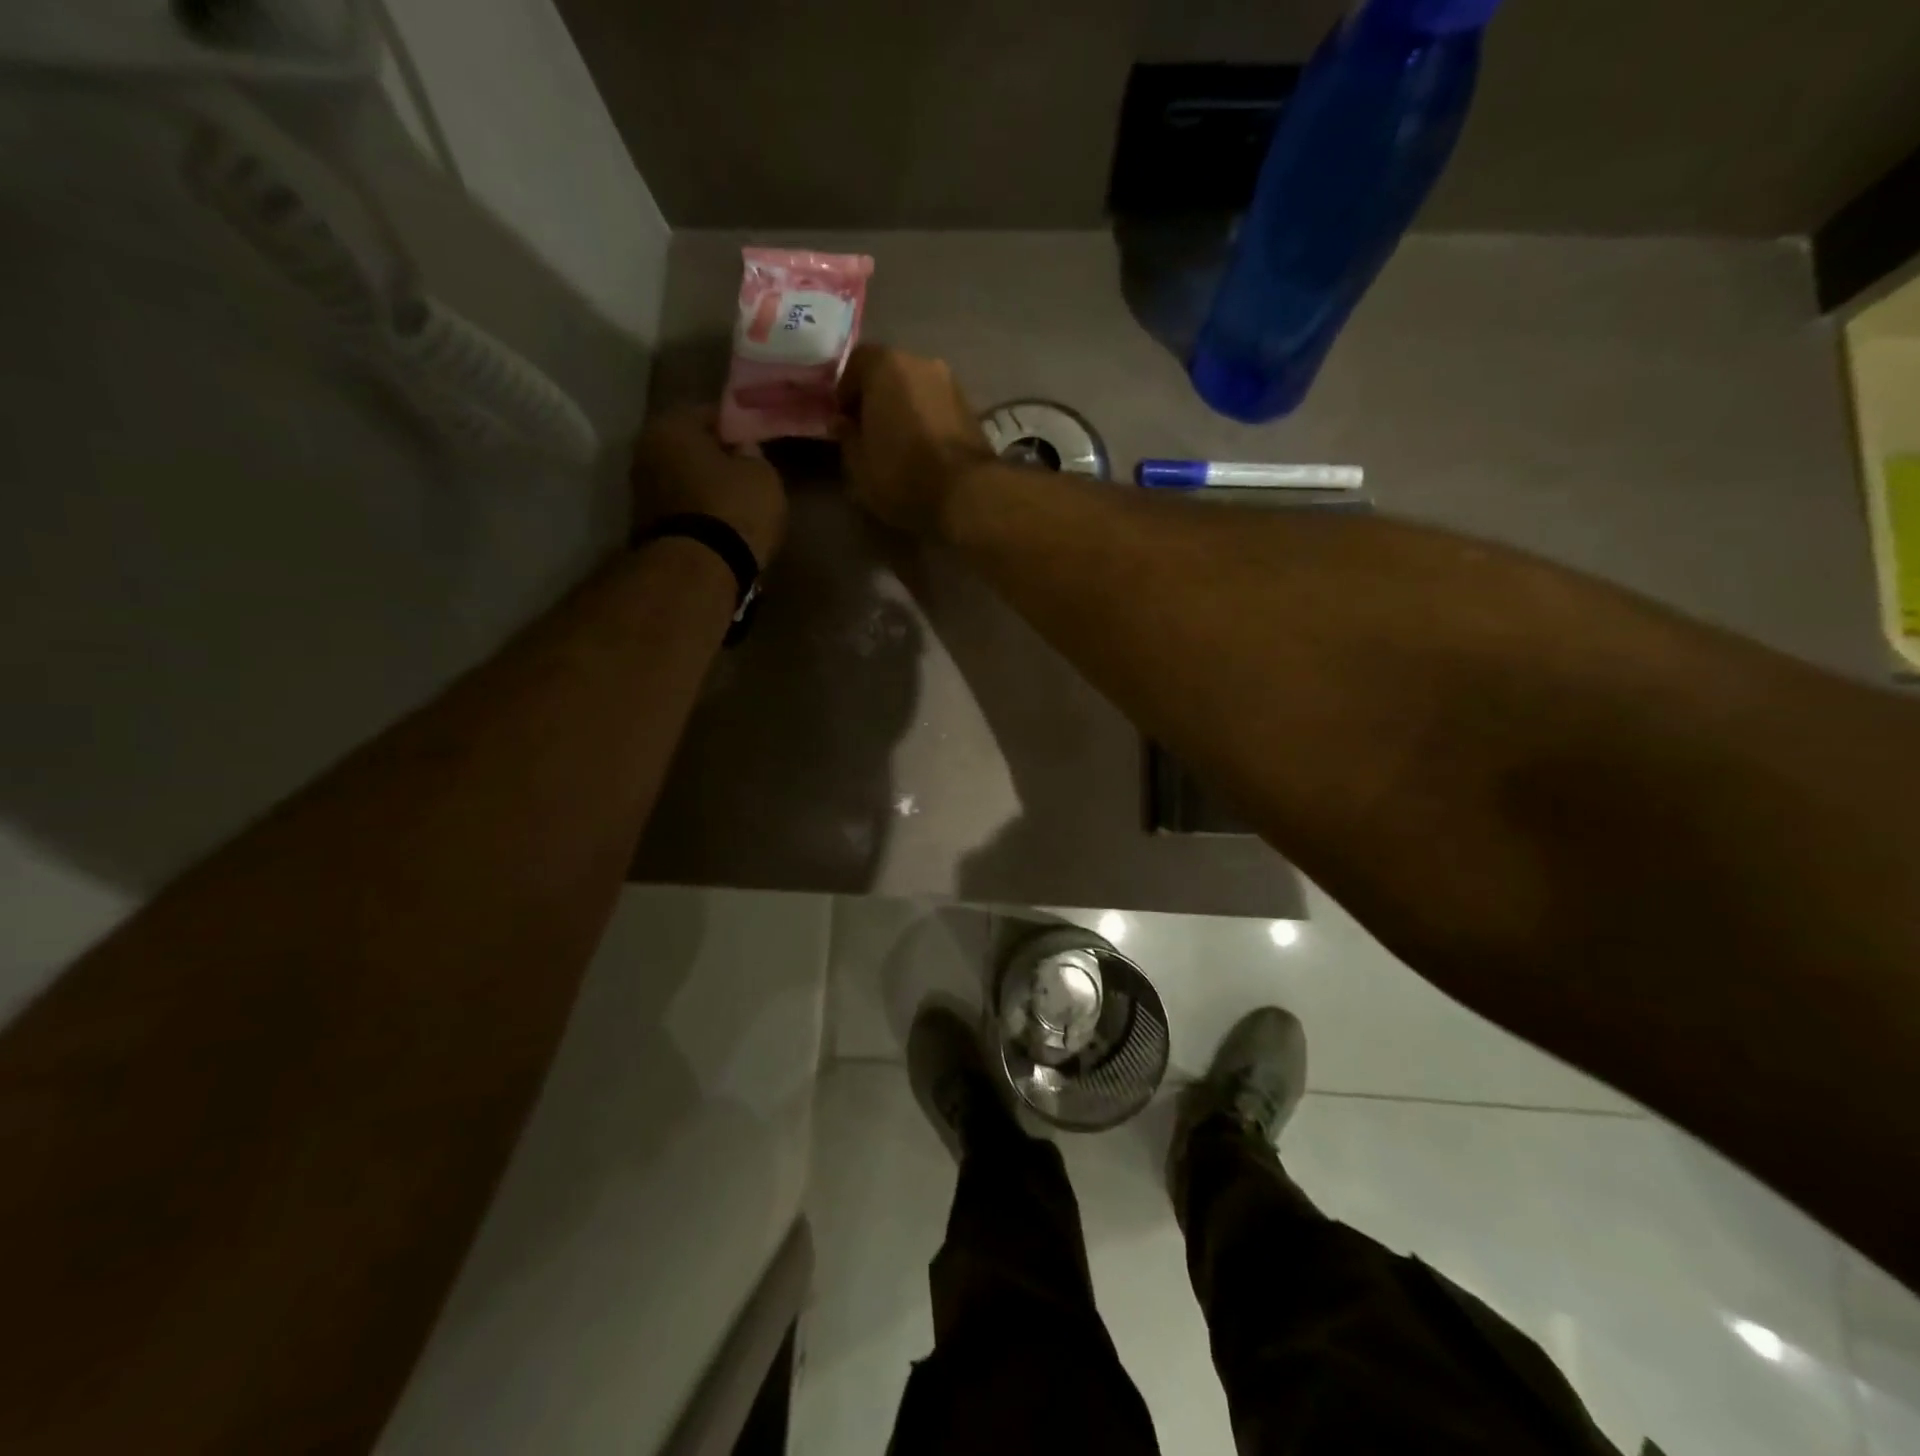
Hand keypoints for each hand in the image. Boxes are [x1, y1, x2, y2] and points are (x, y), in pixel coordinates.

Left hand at [631, 409, 787, 565]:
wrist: (698, 570)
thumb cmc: (734, 510)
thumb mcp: (763, 475)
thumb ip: (754, 454)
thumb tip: (742, 450)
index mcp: (671, 425)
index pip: (710, 414)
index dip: (736, 427)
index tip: (756, 442)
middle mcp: (645, 450)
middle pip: (688, 446)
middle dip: (714, 457)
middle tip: (744, 471)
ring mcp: (639, 490)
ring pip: (681, 477)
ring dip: (702, 486)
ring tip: (733, 501)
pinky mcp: (644, 525)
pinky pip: (679, 506)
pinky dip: (695, 510)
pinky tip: (718, 522)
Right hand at [837, 345, 995, 537]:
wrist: (967, 494)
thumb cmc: (902, 475)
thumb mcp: (859, 465)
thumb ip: (847, 436)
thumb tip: (842, 422)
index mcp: (886, 365)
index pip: (856, 363)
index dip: (845, 392)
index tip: (842, 419)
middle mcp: (921, 362)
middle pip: (889, 372)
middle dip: (876, 396)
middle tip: (868, 429)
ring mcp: (951, 383)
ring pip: (916, 388)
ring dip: (904, 407)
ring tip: (896, 441)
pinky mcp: (971, 407)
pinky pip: (936, 405)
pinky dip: (925, 418)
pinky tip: (921, 445)